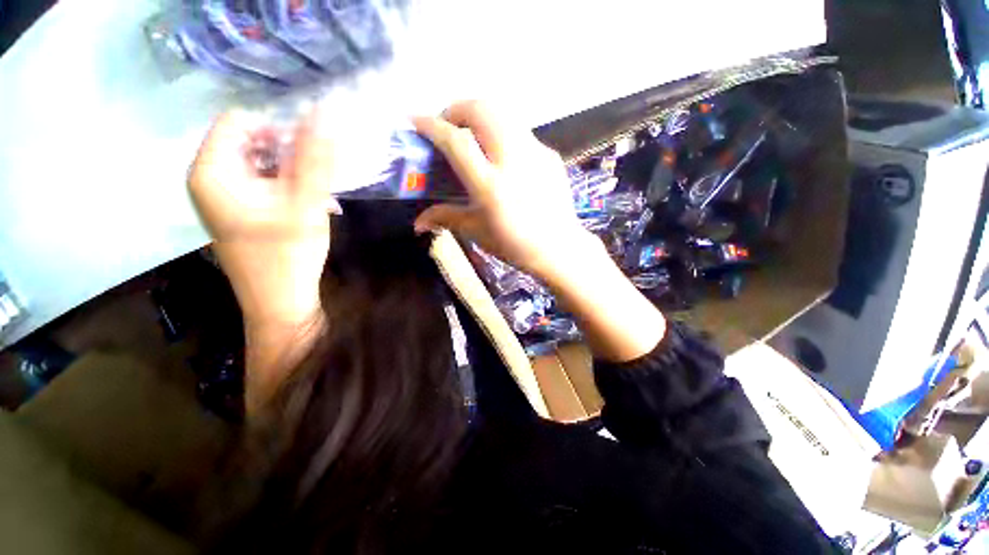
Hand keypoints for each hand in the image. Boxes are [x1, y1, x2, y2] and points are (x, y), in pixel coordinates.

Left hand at [188, 109, 336, 328]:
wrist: (280, 304)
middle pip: (251, 141)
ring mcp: (223, 196)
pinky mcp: (239, 210)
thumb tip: (324, 115)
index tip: (312, 151)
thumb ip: (315, 159)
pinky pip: (263, 182)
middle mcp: (209, 178)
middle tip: (321, 174)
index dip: (279, 127)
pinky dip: (289, 186)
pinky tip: (312, 204)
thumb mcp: (306, 203)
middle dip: (290, 151)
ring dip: (295, 171)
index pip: (241, 120)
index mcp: (211, 171)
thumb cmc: (287, 256)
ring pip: (261, 162)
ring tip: (321, 194)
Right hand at [415, 101, 664, 361]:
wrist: (559, 248)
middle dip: (457, 109)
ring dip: (480, 116)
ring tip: (474, 137)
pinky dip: (503, 134)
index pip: (456, 141)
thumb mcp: (477, 232)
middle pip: (481, 109)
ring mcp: (536, 153)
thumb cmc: (515, 245)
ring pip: (503, 113)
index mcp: (491, 185)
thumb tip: (417, 224)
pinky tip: (503, 158)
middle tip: (449, 128)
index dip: (431, 125)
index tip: (415, 120)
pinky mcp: (550, 155)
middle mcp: (513, 160)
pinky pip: (521, 132)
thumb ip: (445, 218)